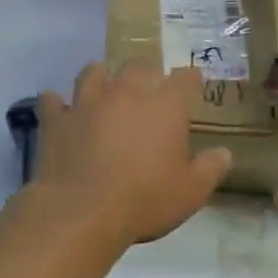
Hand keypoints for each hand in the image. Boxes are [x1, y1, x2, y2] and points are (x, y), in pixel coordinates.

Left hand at [33, 62, 230, 248]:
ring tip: (105, 92)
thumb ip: (211, 168)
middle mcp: (127, 92)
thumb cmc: (145, 200)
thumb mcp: (191, 192)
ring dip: (102, 78)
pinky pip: (53, 101)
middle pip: (139, 65)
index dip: (191, 80)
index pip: (185, 78)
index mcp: (165, 105)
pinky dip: (58, 105)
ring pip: (93, 72)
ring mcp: (87, 102)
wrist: (81, 212)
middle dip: (147, 74)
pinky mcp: (56, 120)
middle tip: (150, 92)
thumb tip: (224, 153)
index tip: (193, 87)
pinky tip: (61, 112)